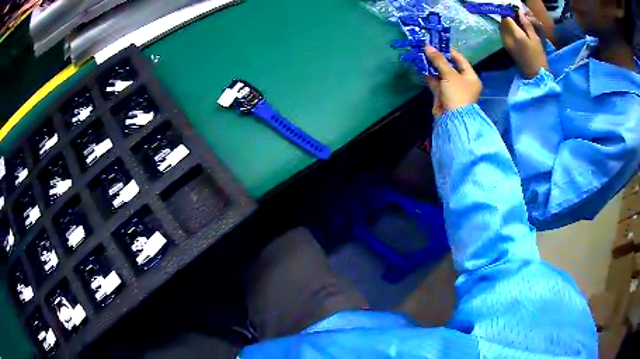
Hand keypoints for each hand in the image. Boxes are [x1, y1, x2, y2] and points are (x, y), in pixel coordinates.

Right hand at [424, 46, 481, 117]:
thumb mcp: (449, 75)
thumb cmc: (457, 94)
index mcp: (471, 77)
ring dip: (432, 66)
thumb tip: (427, 46)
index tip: (437, 44)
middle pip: (450, 66)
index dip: (449, 51)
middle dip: (438, 58)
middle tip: (427, 48)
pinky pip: (435, 82)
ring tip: (421, 55)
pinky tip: (420, 67)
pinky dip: (429, 76)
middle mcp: (463, 82)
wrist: (452, 119)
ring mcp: (452, 89)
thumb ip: (438, 60)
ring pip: (441, 74)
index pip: (460, 60)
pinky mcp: (443, 95)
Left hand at [500, 12, 548, 78]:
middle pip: (502, 21)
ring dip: (506, 22)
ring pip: (501, 27)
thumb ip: (526, 24)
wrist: (535, 75)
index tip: (513, 9)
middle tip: (516, 16)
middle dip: (507, 16)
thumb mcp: (535, 39)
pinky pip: (503, 33)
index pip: (506, 17)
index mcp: (515, 35)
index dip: (508, 11)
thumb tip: (519, 12)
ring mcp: (505, 43)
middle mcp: (507, 37)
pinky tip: (515, 30)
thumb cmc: (538, 57)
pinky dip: (506, 29)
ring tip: (516, 23)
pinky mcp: (505, 47)